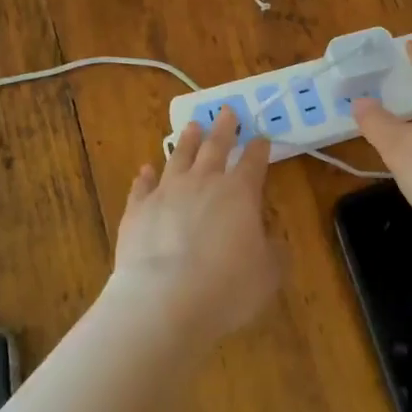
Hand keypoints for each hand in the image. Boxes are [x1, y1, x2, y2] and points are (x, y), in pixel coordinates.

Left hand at [108, 107, 282, 341]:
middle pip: (216, 146)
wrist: (163, 302)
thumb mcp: (268, 274)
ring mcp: (167, 192)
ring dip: (187, 140)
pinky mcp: (138, 209)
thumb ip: (273, 252)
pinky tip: (146, 169)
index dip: (260, 148)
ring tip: (192, 125)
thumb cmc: (227, 288)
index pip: (254, 161)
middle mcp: (204, 182)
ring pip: (179, 156)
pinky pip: (142, 185)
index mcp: (240, 192)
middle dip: (225, 127)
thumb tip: (272, 241)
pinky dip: (145, 176)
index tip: (262, 137)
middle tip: (227, 110)